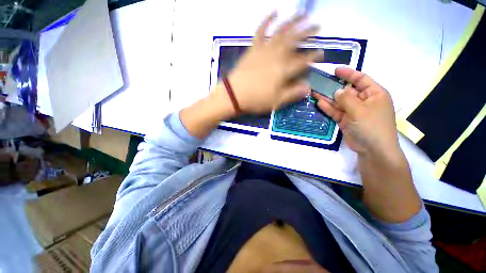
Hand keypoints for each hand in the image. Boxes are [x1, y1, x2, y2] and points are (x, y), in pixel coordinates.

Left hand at [227, 13, 322, 113]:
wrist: (234, 95)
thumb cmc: (255, 100)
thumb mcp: (275, 102)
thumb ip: (292, 94)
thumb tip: (308, 88)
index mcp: (283, 71)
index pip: (303, 61)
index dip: (313, 57)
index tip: (321, 53)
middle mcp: (276, 56)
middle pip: (294, 41)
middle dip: (307, 32)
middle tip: (318, 26)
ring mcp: (264, 50)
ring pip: (281, 32)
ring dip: (293, 21)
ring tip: (303, 14)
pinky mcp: (253, 48)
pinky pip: (261, 31)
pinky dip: (267, 20)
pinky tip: (275, 12)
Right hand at [313, 67, 398, 156]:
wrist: (373, 150)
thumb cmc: (371, 126)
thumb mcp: (360, 110)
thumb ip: (346, 99)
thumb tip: (337, 91)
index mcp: (374, 94)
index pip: (361, 79)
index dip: (349, 74)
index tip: (335, 70)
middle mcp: (364, 101)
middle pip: (347, 91)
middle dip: (334, 87)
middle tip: (320, 82)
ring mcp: (354, 112)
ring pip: (339, 102)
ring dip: (328, 98)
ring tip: (315, 92)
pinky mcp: (346, 121)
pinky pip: (336, 112)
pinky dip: (328, 108)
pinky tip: (319, 103)